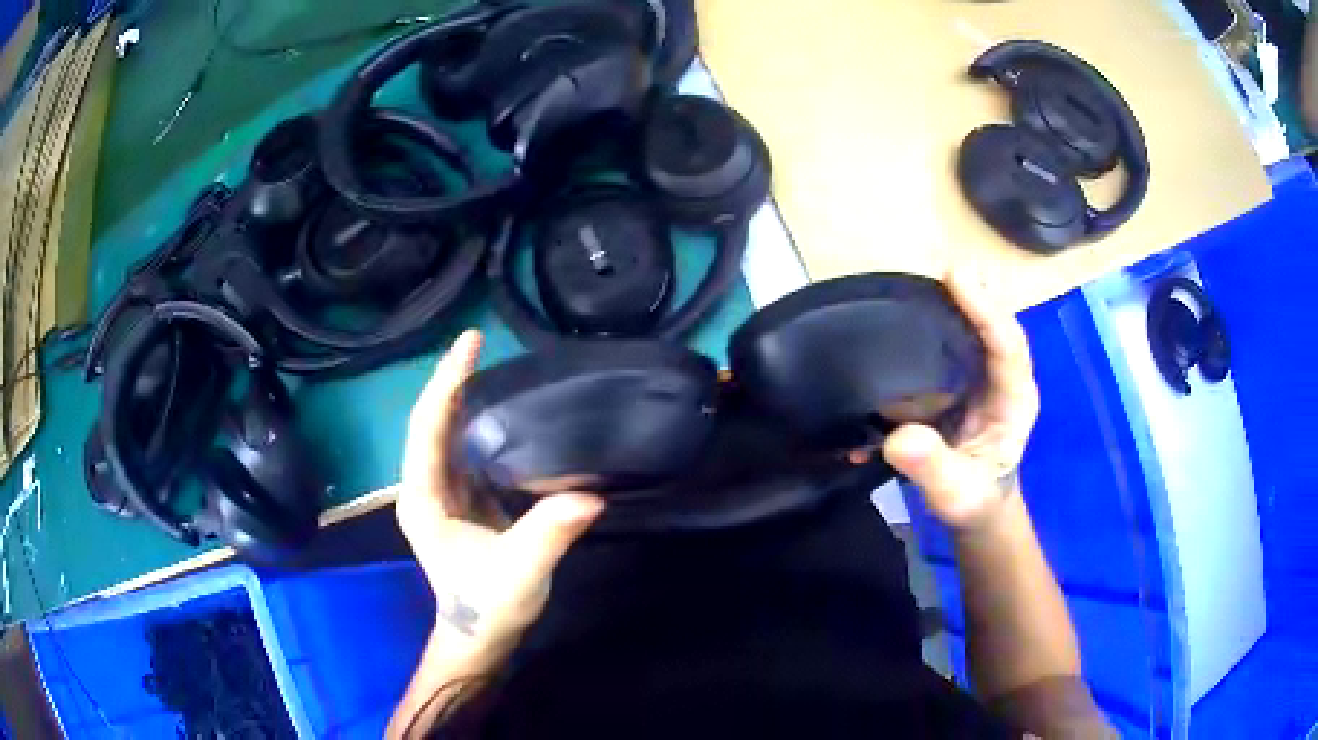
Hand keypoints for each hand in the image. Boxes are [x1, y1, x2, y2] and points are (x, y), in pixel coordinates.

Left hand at [396, 330, 604, 671]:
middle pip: (433, 422)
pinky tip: (507, 409)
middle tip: (483, 342)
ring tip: (495, 364)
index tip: (470, 343)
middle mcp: (426, 487)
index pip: (429, 428)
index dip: (447, 382)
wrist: (482, 634)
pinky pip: (467, 449)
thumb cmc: (489, 605)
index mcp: (424, 498)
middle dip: (454, 380)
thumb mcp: (521, 572)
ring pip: (448, 433)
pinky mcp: (462, 498)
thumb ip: (549, 533)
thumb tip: (590, 493)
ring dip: (466, 397)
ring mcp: (443, 492)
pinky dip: (481, 422)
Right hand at [882, 270, 1039, 531]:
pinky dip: (928, 330)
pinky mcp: (956, 384)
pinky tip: (905, 318)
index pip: (1008, 344)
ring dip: (946, 307)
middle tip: (940, 269)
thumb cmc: (973, 500)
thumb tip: (899, 437)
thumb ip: (932, 468)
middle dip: (970, 295)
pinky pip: (945, 349)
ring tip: (916, 287)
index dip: (985, 309)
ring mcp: (979, 379)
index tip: (956, 279)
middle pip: (992, 326)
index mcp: (1013, 400)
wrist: (974, 509)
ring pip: (969, 333)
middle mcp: (1001, 379)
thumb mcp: (955, 494)